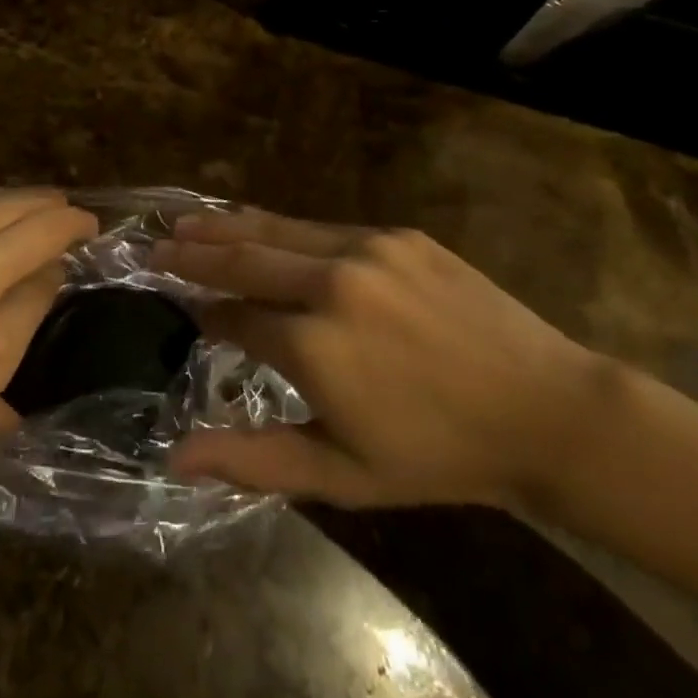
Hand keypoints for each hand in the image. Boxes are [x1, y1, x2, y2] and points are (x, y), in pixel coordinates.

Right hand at [149, 207, 607, 509]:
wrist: (543, 409)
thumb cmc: (438, 455)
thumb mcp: (343, 475)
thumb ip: (253, 460)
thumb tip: (174, 456)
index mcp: (313, 346)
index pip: (234, 316)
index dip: (206, 315)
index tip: (188, 314)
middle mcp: (330, 284)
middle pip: (243, 258)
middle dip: (194, 252)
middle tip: (154, 244)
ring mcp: (364, 249)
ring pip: (277, 230)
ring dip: (227, 227)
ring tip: (186, 222)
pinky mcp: (394, 233)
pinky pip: (323, 227)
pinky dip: (282, 227)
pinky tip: (262, 226)